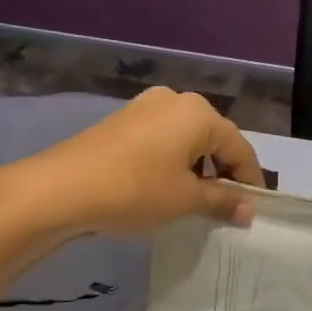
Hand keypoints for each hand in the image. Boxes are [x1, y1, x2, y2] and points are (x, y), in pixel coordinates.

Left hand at [0, 88, 264, 238]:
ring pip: (188, 140)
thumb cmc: (135, 190)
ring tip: (196, 200)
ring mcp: (146, 107)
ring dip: (198, 168)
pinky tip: (165, 187)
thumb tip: (249, 210)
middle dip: (223, 172)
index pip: (240, 148)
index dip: (250, 180)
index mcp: (200, 114)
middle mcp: (177, 100)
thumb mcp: (186, 200)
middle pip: (214, 139)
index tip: (253, 209)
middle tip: (226, 206)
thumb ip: (224, 201)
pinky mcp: (123, 121)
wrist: (58, 190)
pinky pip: (163, 140)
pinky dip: (173, 162)